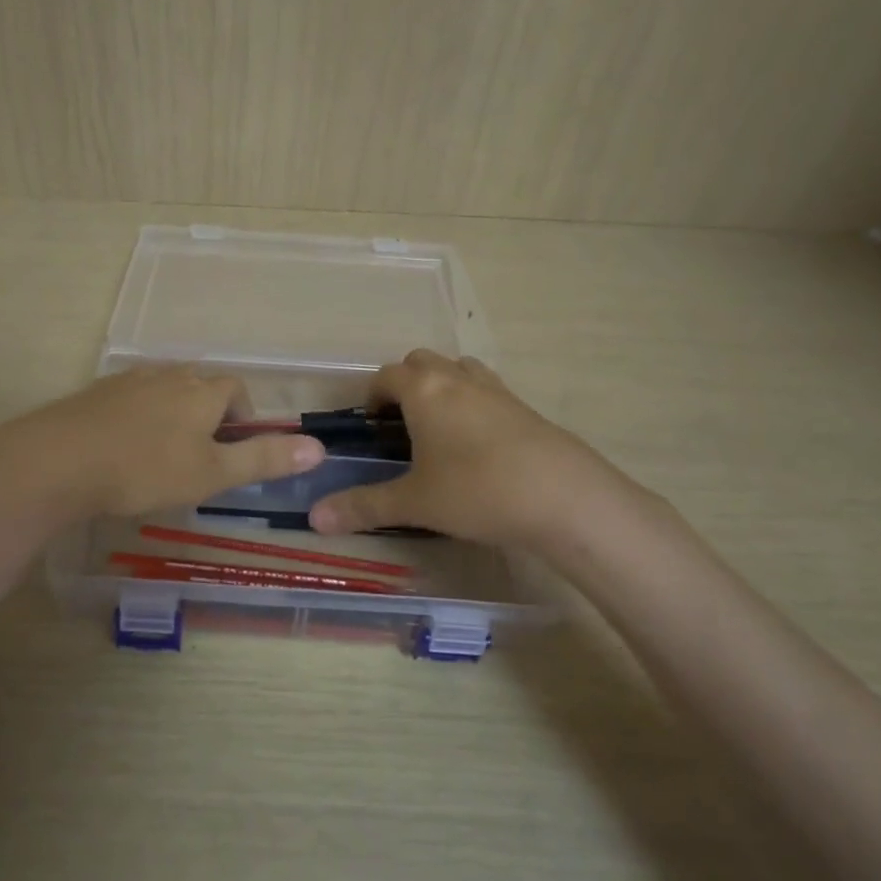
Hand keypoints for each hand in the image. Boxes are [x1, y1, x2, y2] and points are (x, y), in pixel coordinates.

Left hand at [0, 365, 324, 522]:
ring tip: (165, 452)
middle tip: (202, 455)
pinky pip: (130, 398)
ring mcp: (127, 381)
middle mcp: (168, 376)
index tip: (234, 449)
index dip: (243, 416)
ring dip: (173, 414)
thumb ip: (263, 460)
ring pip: (164, 390)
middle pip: (200, 384)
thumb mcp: (211, 473)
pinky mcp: (95, 394)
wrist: (58, 461)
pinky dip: (138, 417)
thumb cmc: (146, 469)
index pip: (236, 389)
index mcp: (201, 391)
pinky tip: (125, 446)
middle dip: (209, 413)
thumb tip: (319, 447)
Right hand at [307, 349, 637, 549]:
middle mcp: (458, 379)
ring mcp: (497, 390)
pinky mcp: (526, 408)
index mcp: (424, 390)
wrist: (564, 498)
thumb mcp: (414, 502)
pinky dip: (473, 404)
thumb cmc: (476, 491)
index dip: (372, 395)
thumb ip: (363, 507)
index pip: (387, 375)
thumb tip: (315, 518)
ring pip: (459, 370)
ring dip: (442, 387)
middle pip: (423, 362)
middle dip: (405, 384)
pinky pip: (488, 391)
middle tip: (400, 424)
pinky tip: (477, 445)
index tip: (370, 425)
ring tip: (438, 429)